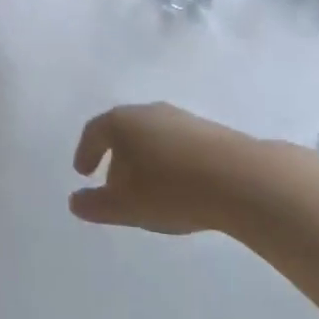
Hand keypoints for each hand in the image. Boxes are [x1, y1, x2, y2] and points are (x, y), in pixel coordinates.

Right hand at [69, 103, 267, 235]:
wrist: (244, 180)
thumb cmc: (171, 189)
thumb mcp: (126, 206)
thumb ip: (96, 205)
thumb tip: (74, 202)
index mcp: (121, 122)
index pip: (94, 132)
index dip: (86, 152)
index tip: (83, 172)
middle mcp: (148, 112)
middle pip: (124, 131)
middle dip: (117, 157)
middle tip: (115, 183)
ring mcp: (183, 119)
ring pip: (154, 137)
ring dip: (147, 160)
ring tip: (151, 189)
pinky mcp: (213, 133)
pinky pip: (181, 146)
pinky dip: (173, 163)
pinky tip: (182, 186)